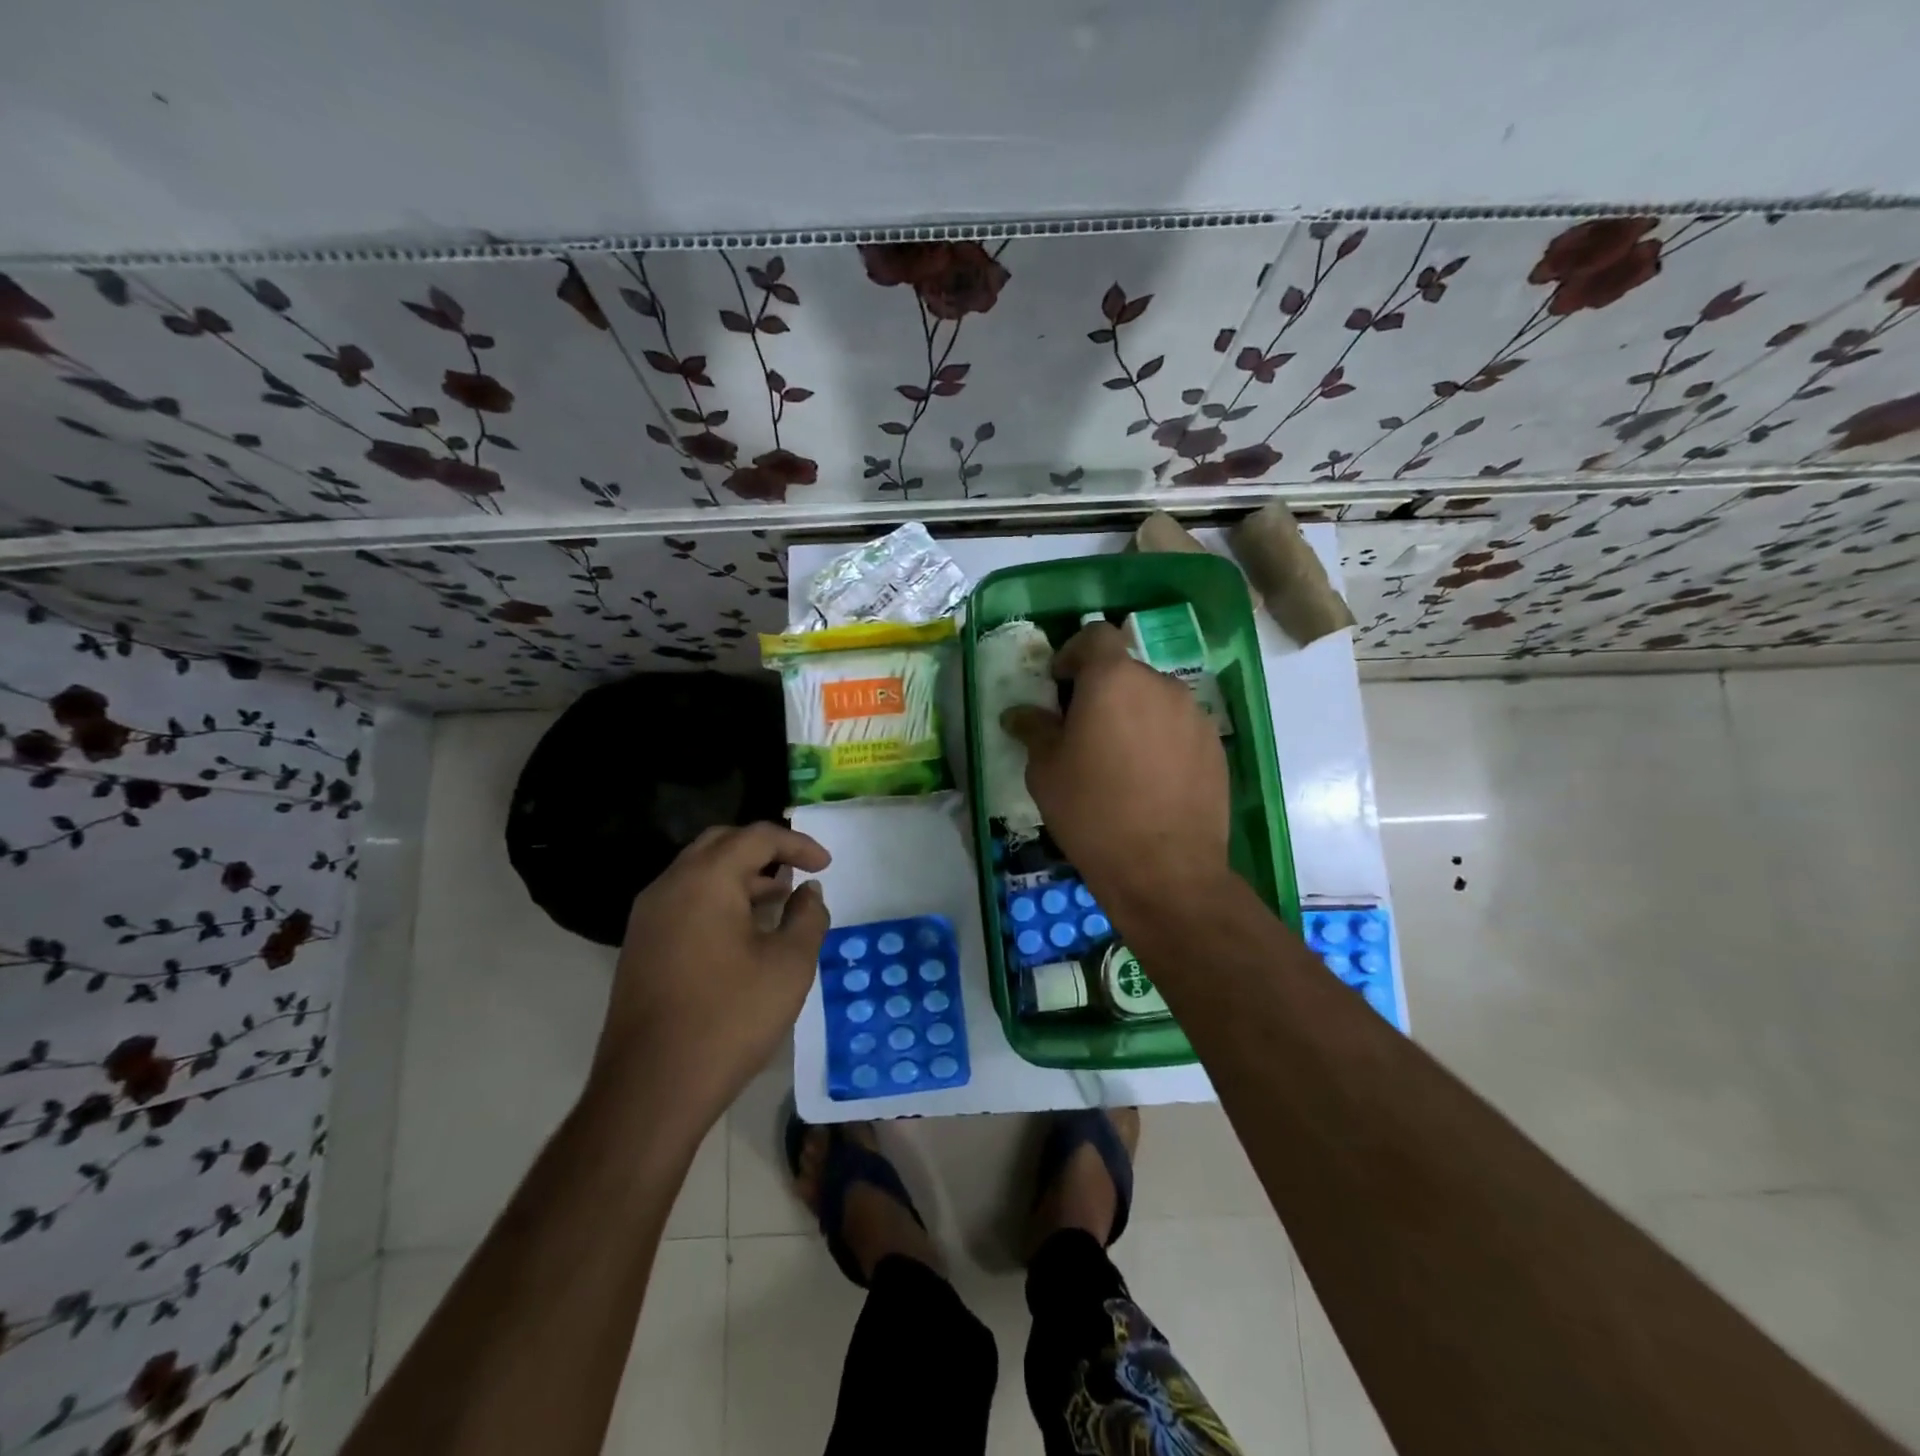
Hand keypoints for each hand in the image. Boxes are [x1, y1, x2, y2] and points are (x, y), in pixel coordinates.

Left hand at [593, 823, 830, 1122]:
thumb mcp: (789, 965)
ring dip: (741, 876)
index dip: (797, 844)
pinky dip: (719, 899)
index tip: (826, 866)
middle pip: (721, 844)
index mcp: (705, 880)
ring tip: (779, 899)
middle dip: (764, 850)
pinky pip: (685, 900)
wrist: (651, 1089)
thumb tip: (808, 893)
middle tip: (798, 869)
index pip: (756, 837)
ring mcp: (648, 917)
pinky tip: (744, 931)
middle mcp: (670, 886)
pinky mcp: (641, 946)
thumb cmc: (729, 1018)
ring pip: (699, 873)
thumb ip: (807, 917)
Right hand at [1001, 623, 1229, 915]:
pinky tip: (1149, 781)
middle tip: (1083, 731)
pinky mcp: (1215, 747)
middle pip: (1125, 671)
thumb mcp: (1046, 771)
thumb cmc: (1092, 812)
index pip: (1096, 635)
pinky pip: (1179, 729)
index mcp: (1113, 679)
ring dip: (1133, 716)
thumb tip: (1019, 714)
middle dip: (1102, 691)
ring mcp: (1194, 716)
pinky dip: (1160, 740)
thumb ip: (1034, 730)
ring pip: (1154, 700)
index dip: (1073, 652)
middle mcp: (1160, 685)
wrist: (1164, 870)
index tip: (1059, 684)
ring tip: (1118, 760)